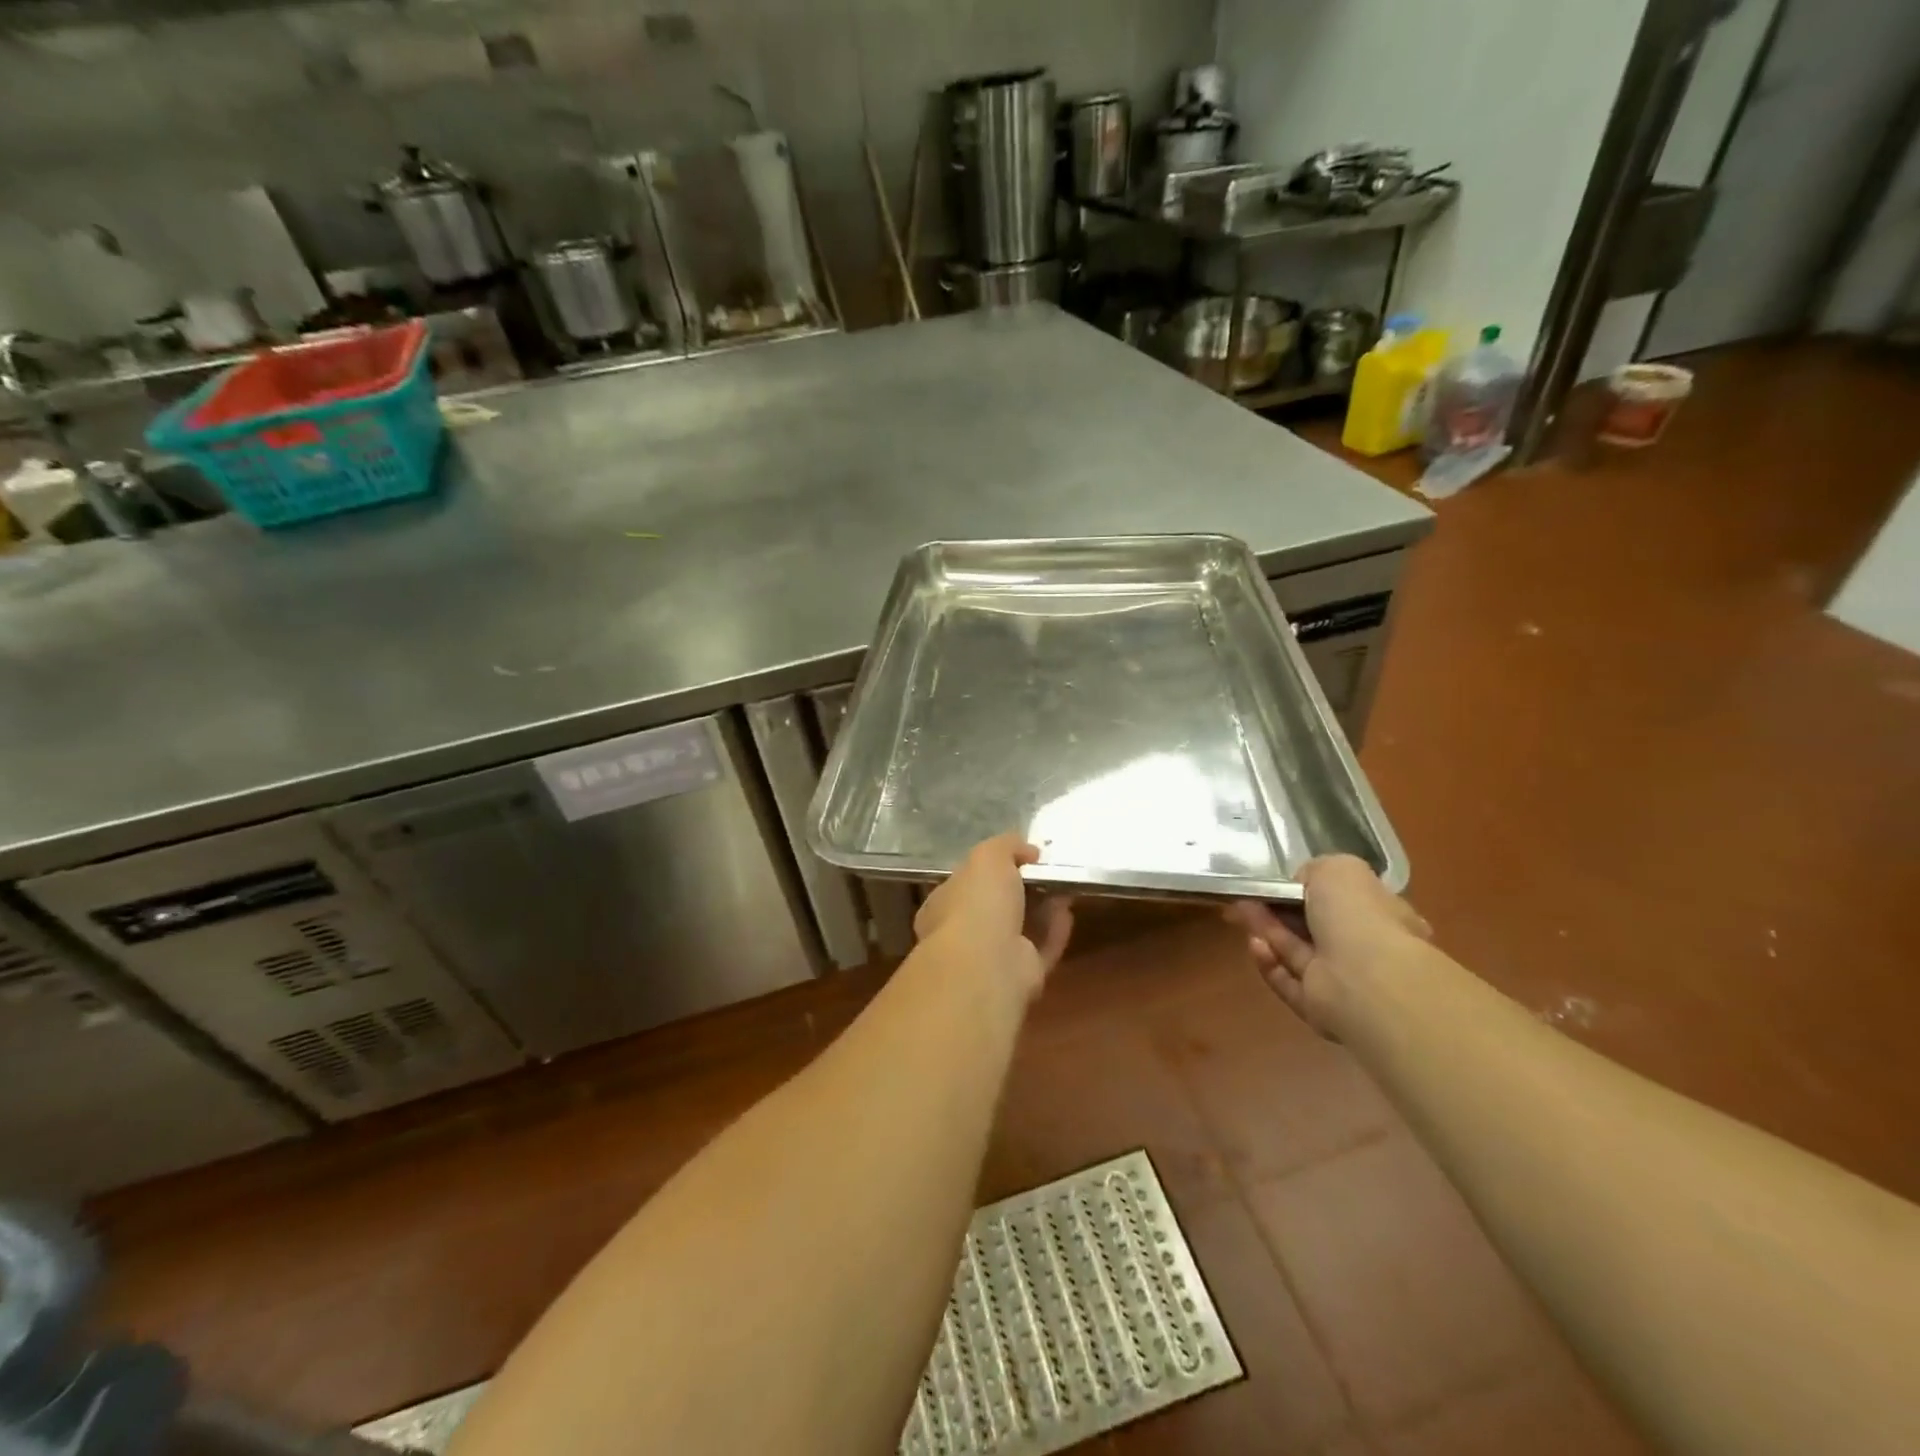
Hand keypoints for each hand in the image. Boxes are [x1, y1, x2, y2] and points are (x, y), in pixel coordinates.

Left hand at [914, 834, 1074, 997]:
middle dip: (1020, 889)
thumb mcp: (988, 856)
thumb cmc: (977, 902)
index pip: (965, 882)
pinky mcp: (1019, 978)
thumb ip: (1006, 846)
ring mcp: (991, 959)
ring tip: (1063, 886)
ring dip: (1042, 909)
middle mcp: (962, 934)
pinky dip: (1054, 931)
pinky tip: (1067, 912)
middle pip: (995, 907)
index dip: (990, 868)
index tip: (1020, 856)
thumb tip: (1027, 850)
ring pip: (1020, 930)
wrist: (987, 963)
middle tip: (1045, 871)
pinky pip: (1040, 950)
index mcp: (943, 905)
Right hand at [1224, 855, 1432, 1036]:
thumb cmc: (1359, 916)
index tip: (1280, 883)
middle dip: (1281, 912)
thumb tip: (1301, 885)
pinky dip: (1269, 963)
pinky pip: (1288, 981)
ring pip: (1298, 953)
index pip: (1346, 901)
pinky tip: (1255, 944)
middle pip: (1315, 928)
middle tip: (1250, 897)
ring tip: (1241, 912)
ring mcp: (1343, 982)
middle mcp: (1367, 950)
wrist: (1365, 979)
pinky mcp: (1319, 1008)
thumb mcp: (1338, 869)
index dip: (1311, 890)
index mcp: (1384, 915)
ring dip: (1268, 931)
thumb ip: (1316, 871)